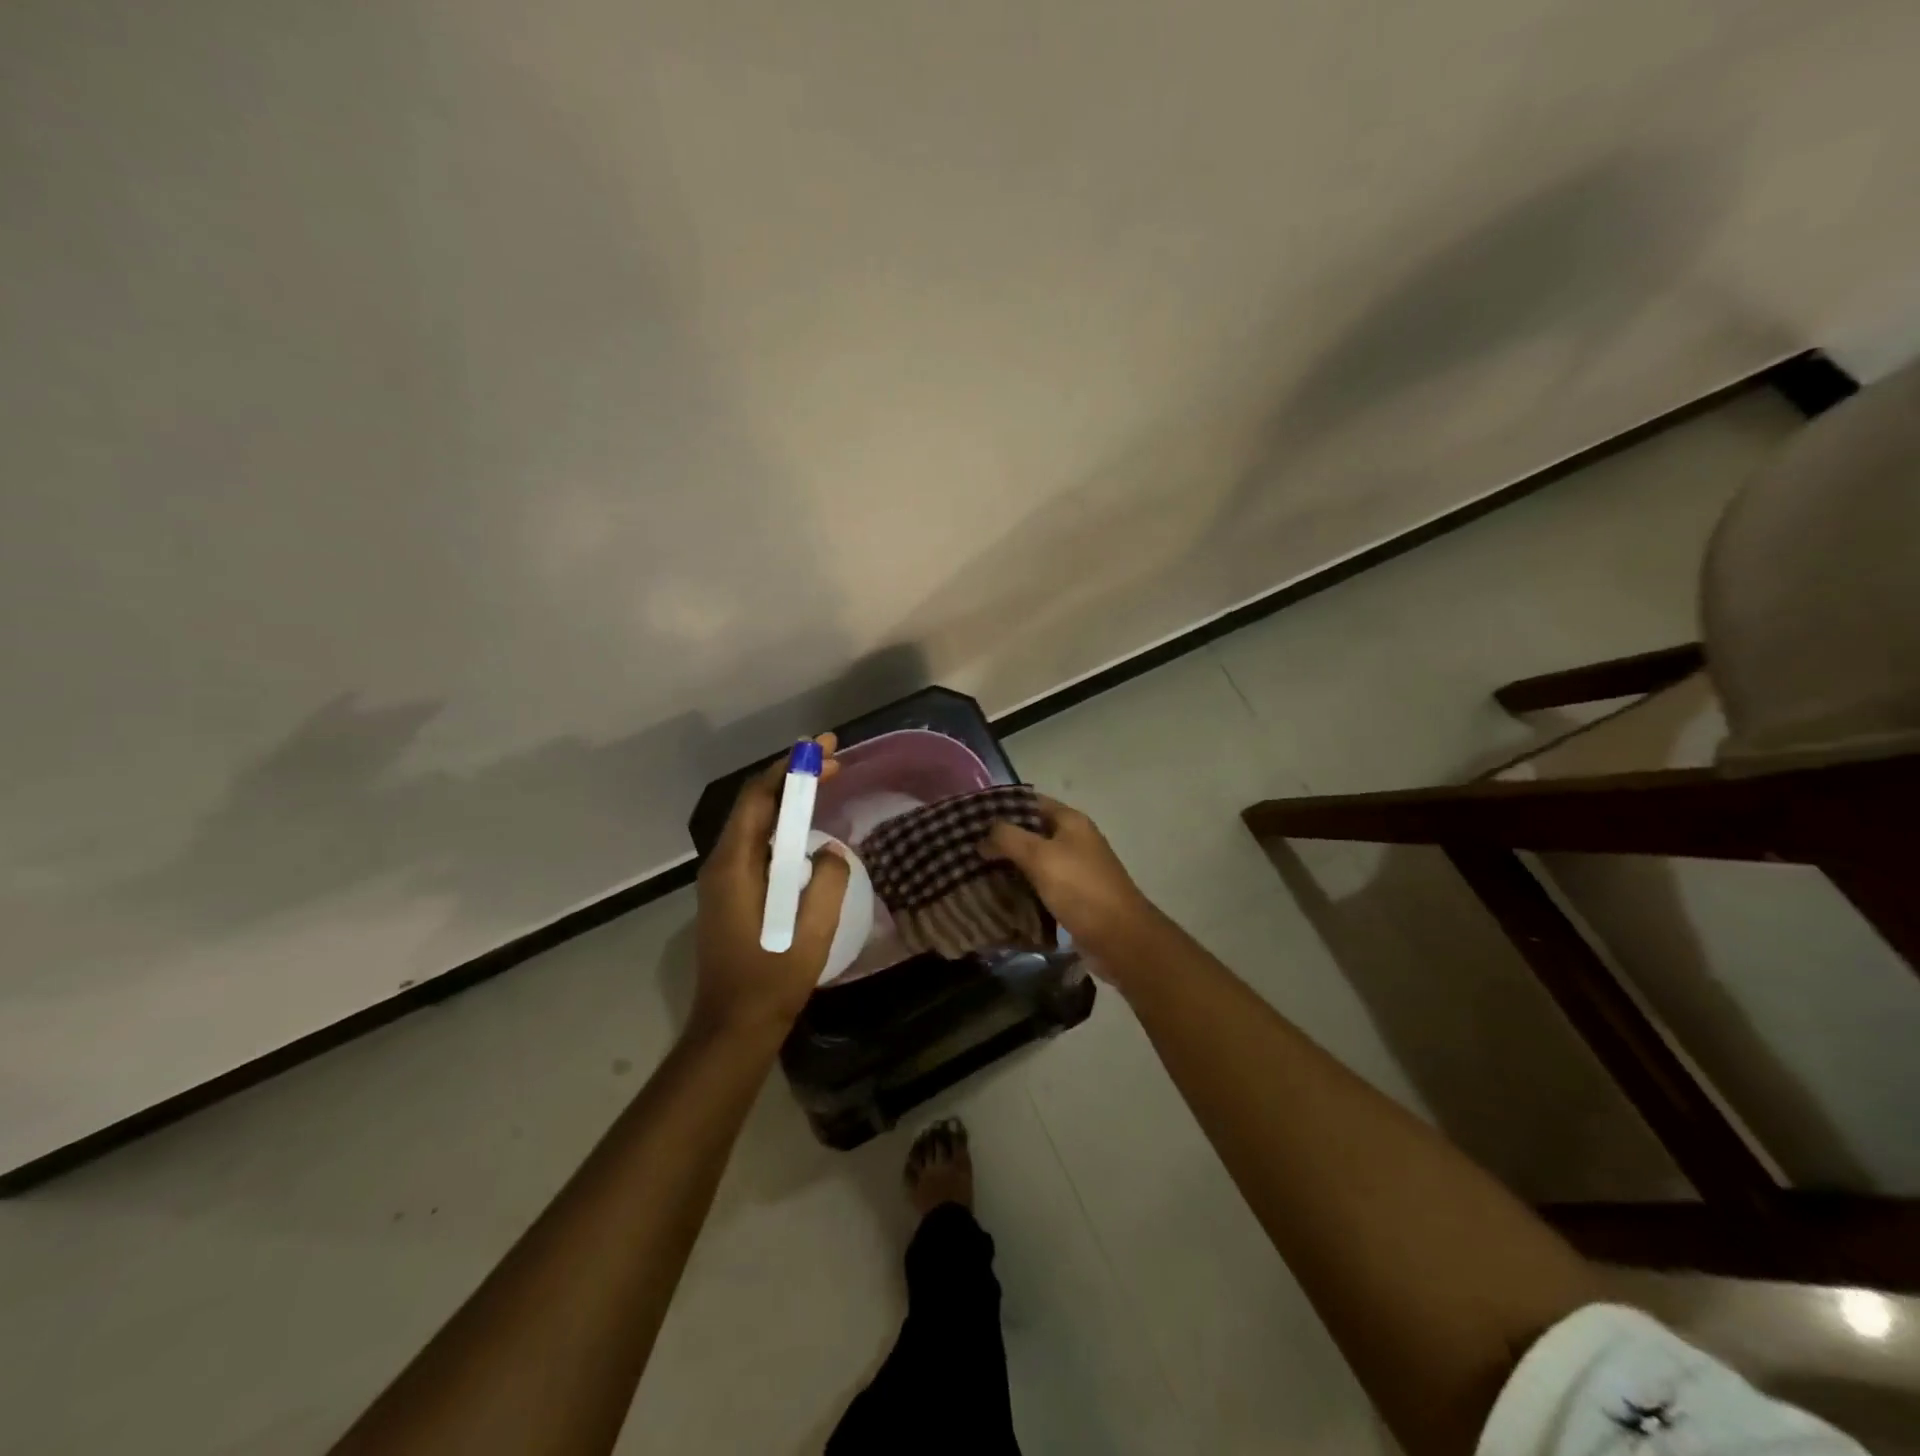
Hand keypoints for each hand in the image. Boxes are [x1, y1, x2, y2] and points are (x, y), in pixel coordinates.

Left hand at [692, 734, 850, 1043]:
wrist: (733, 1027)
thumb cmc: (771, 980)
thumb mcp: (811, 931)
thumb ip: (827, 882)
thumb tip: (830, 852)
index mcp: (734, 865)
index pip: (758, 797)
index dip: (791, 768)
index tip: (825, 750)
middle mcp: (722, 863)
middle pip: (756, 804)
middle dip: (793, 777)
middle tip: (834, 759)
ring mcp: (724, 879)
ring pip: (757, 823)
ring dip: (790, 800)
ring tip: (826, 782)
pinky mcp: (733, 893)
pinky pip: (760, 845)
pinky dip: (785, 826)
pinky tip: (809, 828)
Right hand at [981, 794, 1160, 963]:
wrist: (1120, 939)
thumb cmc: (1080, 889)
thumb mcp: (1040, 856)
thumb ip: (1008, 838)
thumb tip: (983, 836)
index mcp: (1071, 821)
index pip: (1030, 802)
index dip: (1001, 806)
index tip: (970, 817)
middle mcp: (1074, 840)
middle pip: (1031, 831)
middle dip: (1001, 839)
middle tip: (965, 847)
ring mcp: (1074, 869)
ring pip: (1033, 860)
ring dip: (1008, 865)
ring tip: (973, 870)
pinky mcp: (1072, 896)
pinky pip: (1039, 884)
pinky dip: (1020, 887)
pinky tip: (997, 894)